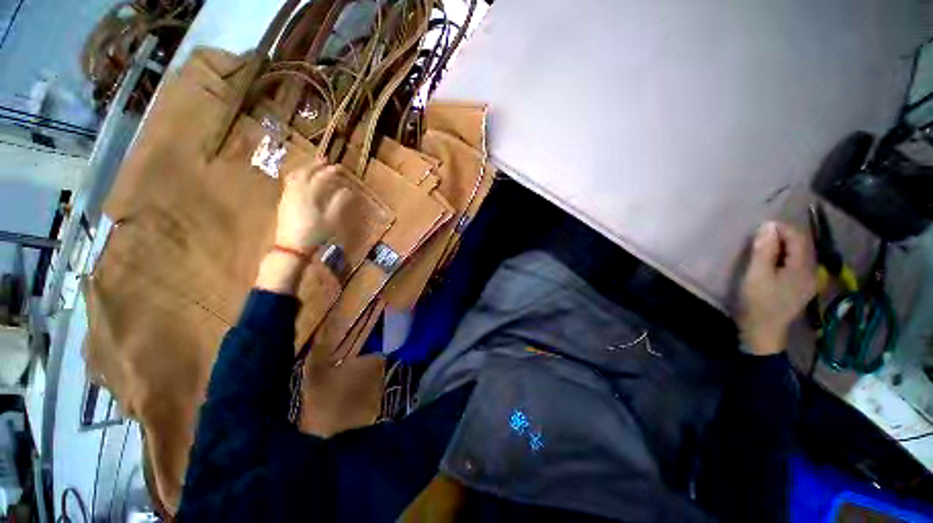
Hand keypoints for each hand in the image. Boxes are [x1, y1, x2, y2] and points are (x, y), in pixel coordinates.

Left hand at [256, 162, 351, 293]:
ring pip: (294, 176)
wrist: (291, 247)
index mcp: (308, 194)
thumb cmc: (314, 233)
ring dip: (304, 169)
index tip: (339, 168)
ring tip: (312, 168)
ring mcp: (287, 196)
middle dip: (315, 165)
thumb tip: (347, 190)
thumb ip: (339, 202)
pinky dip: (298, 177)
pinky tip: (302, 182)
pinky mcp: (283, 202)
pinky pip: (290, 183)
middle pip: (304, 172)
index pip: (320, 178)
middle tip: (325, 161)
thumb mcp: (331, 219)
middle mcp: (295, 191)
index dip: (330, 172)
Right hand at [738, 221, 816, 355]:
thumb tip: (768, 226)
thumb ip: (764, 251)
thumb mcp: (757, 275)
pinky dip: (785, 256)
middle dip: (782, 236)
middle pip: (801, 245)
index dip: (781, 228)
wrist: (763, 331)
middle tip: (759, 237)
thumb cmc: (758, 302)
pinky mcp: (801, 287)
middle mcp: (811, 271)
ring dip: (783, 246)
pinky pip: (797, 264)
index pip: (798, 237)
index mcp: (803, 267)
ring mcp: (808, 280)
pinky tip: (772, 261)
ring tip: (763, 247)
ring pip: (799, 254)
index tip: (761, 227)